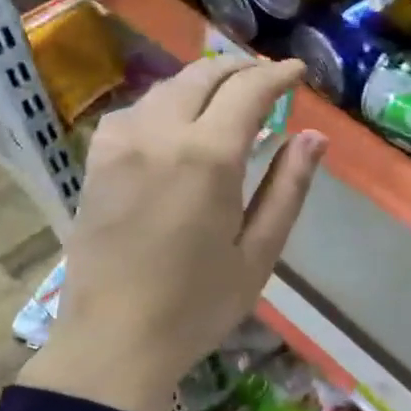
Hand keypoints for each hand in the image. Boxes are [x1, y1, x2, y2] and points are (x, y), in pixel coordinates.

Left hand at [19, 56, 326, 410]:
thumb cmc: (197, 304)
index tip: (299, 72)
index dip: (278, 75)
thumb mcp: (259, 252)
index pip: (248, 90)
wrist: (112, 341)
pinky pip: (136, 111)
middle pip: (203, 77)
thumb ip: (288, 188)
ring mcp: (119, 144)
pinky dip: (167, 102)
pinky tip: (179, 122)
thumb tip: (314, 137)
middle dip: (241, 69)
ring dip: (204, 82)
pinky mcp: (96, 161)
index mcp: (207, 157)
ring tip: (230, 95)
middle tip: (269, 77)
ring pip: (167, 88)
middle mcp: (159, 134)